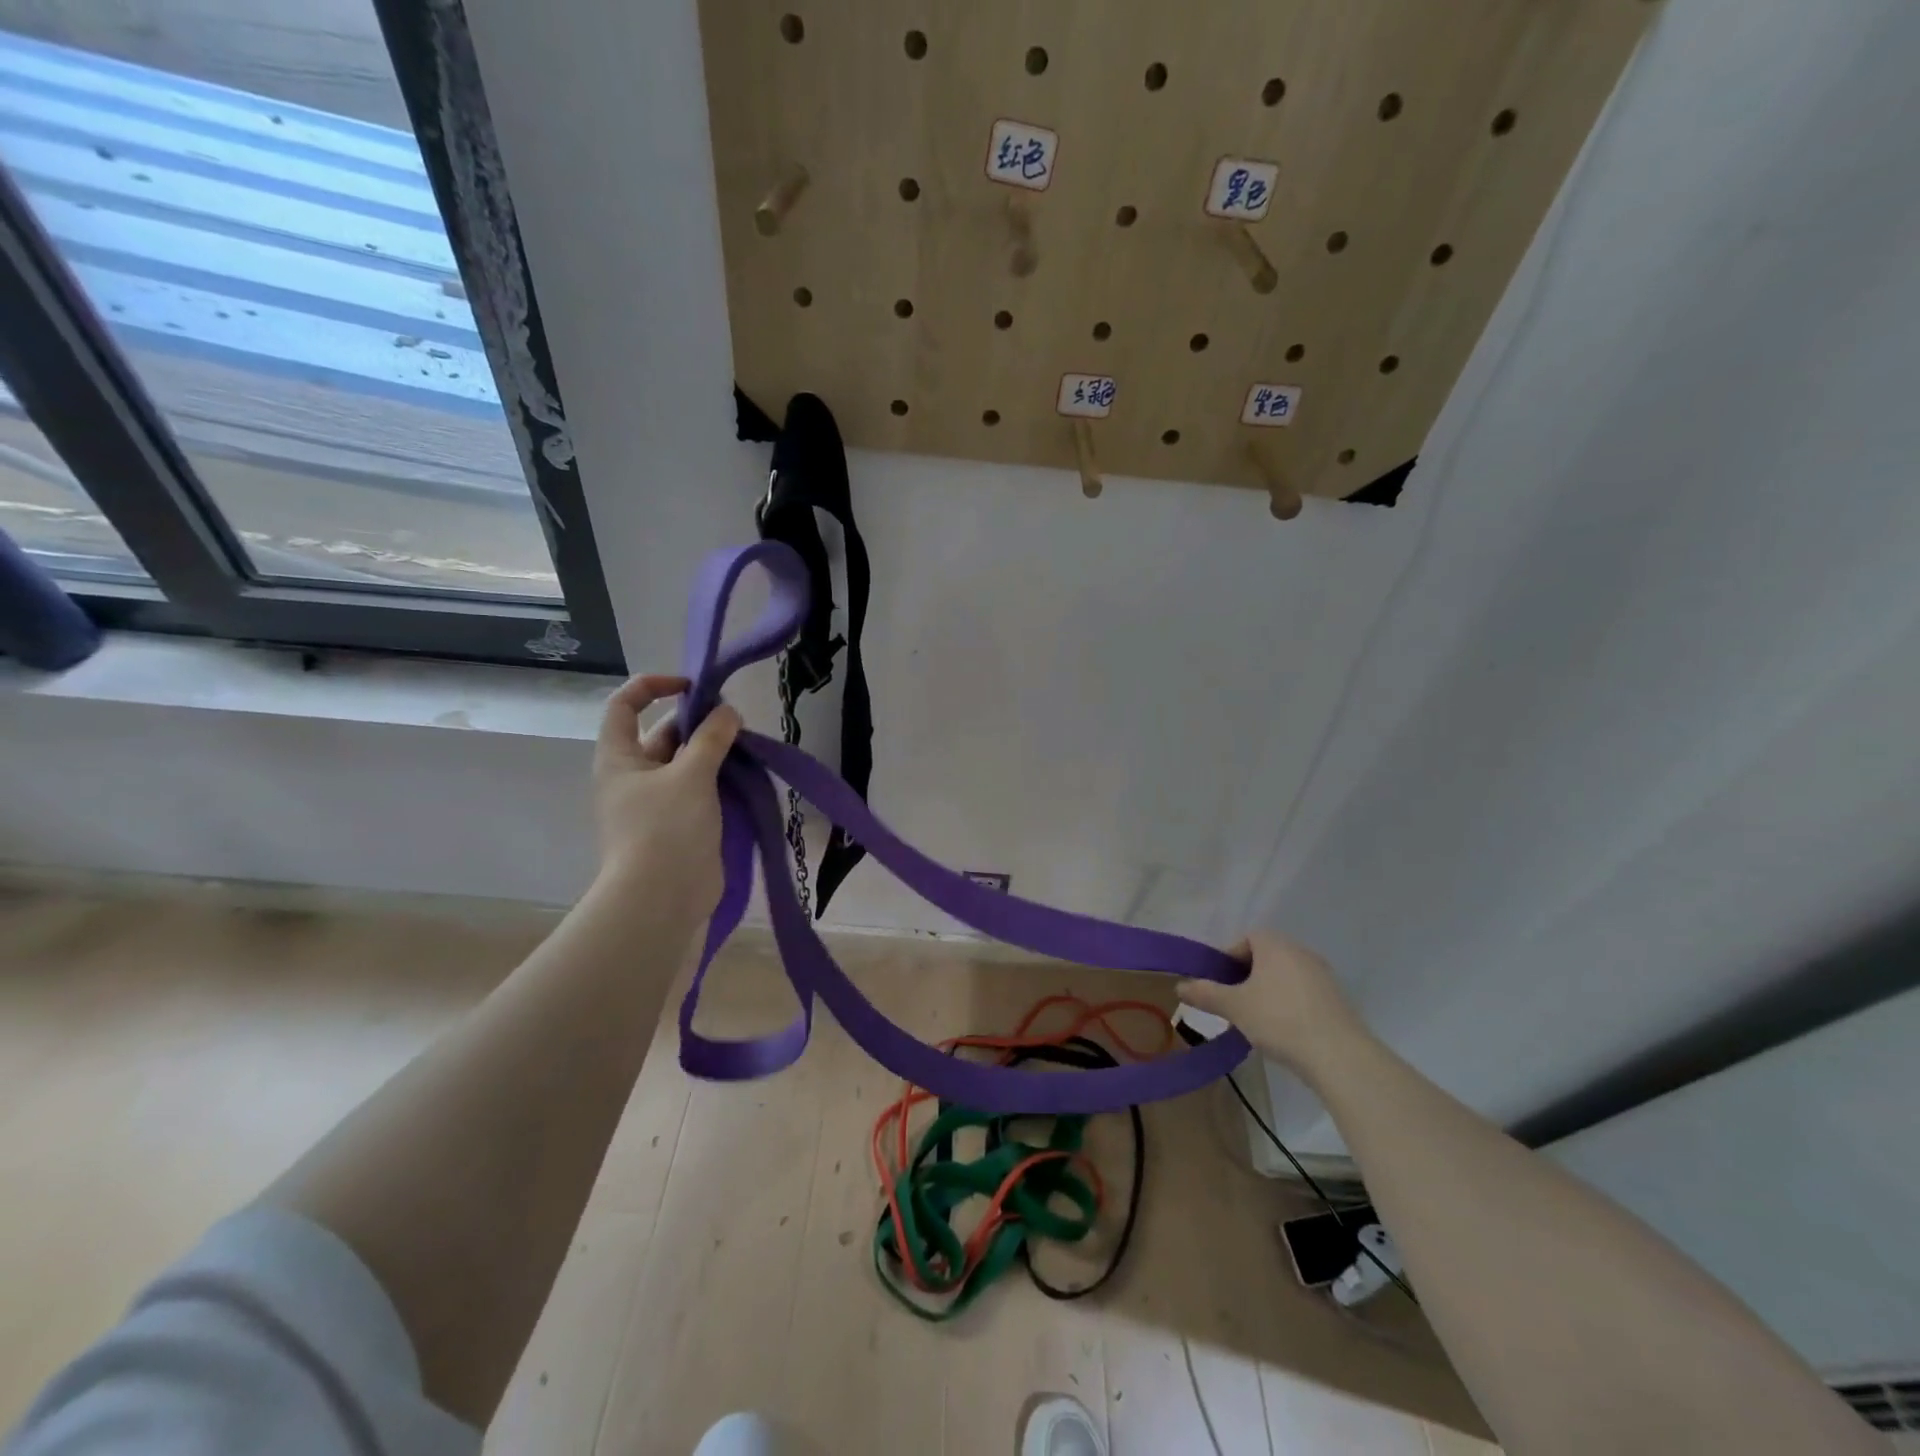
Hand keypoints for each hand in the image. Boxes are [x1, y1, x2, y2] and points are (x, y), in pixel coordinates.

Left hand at [591, 674, 741, 915]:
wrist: (662, 899)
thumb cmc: (665, 829)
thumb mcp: (691, 775)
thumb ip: (712, 738)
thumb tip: (728, 711)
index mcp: (619, 758)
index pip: (625, 705)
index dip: (653, 686)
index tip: (693, 687)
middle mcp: (634, 776)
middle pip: (664, 733)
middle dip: (699, 723)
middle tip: (737, 722)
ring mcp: (657, 802)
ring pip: (686, 763)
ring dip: (714, 752)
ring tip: (747, 748)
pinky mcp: (679, 824)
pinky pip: (699, 790)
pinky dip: (720, 779)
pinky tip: (746, 776)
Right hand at [1178, 931, 1370, 1083]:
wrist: (1340, 1056)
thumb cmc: (1279, 1020)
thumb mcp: (1234, 1007)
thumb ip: (1206, 993)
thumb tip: (1179, 985)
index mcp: (1275, 945)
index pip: (1247, 938)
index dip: (1229, 958)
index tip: (1220, 983)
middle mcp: (1301, 952)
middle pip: (1266, 957)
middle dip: (1247, 977)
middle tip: (1233, 1002)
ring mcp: (1323, 976)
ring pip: (1285, 976)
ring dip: (1268, 992)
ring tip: (1256, 1020)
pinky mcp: (1338, 1000)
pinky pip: (1303, 994)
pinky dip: (1289, 1005)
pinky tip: (1283, 1031)